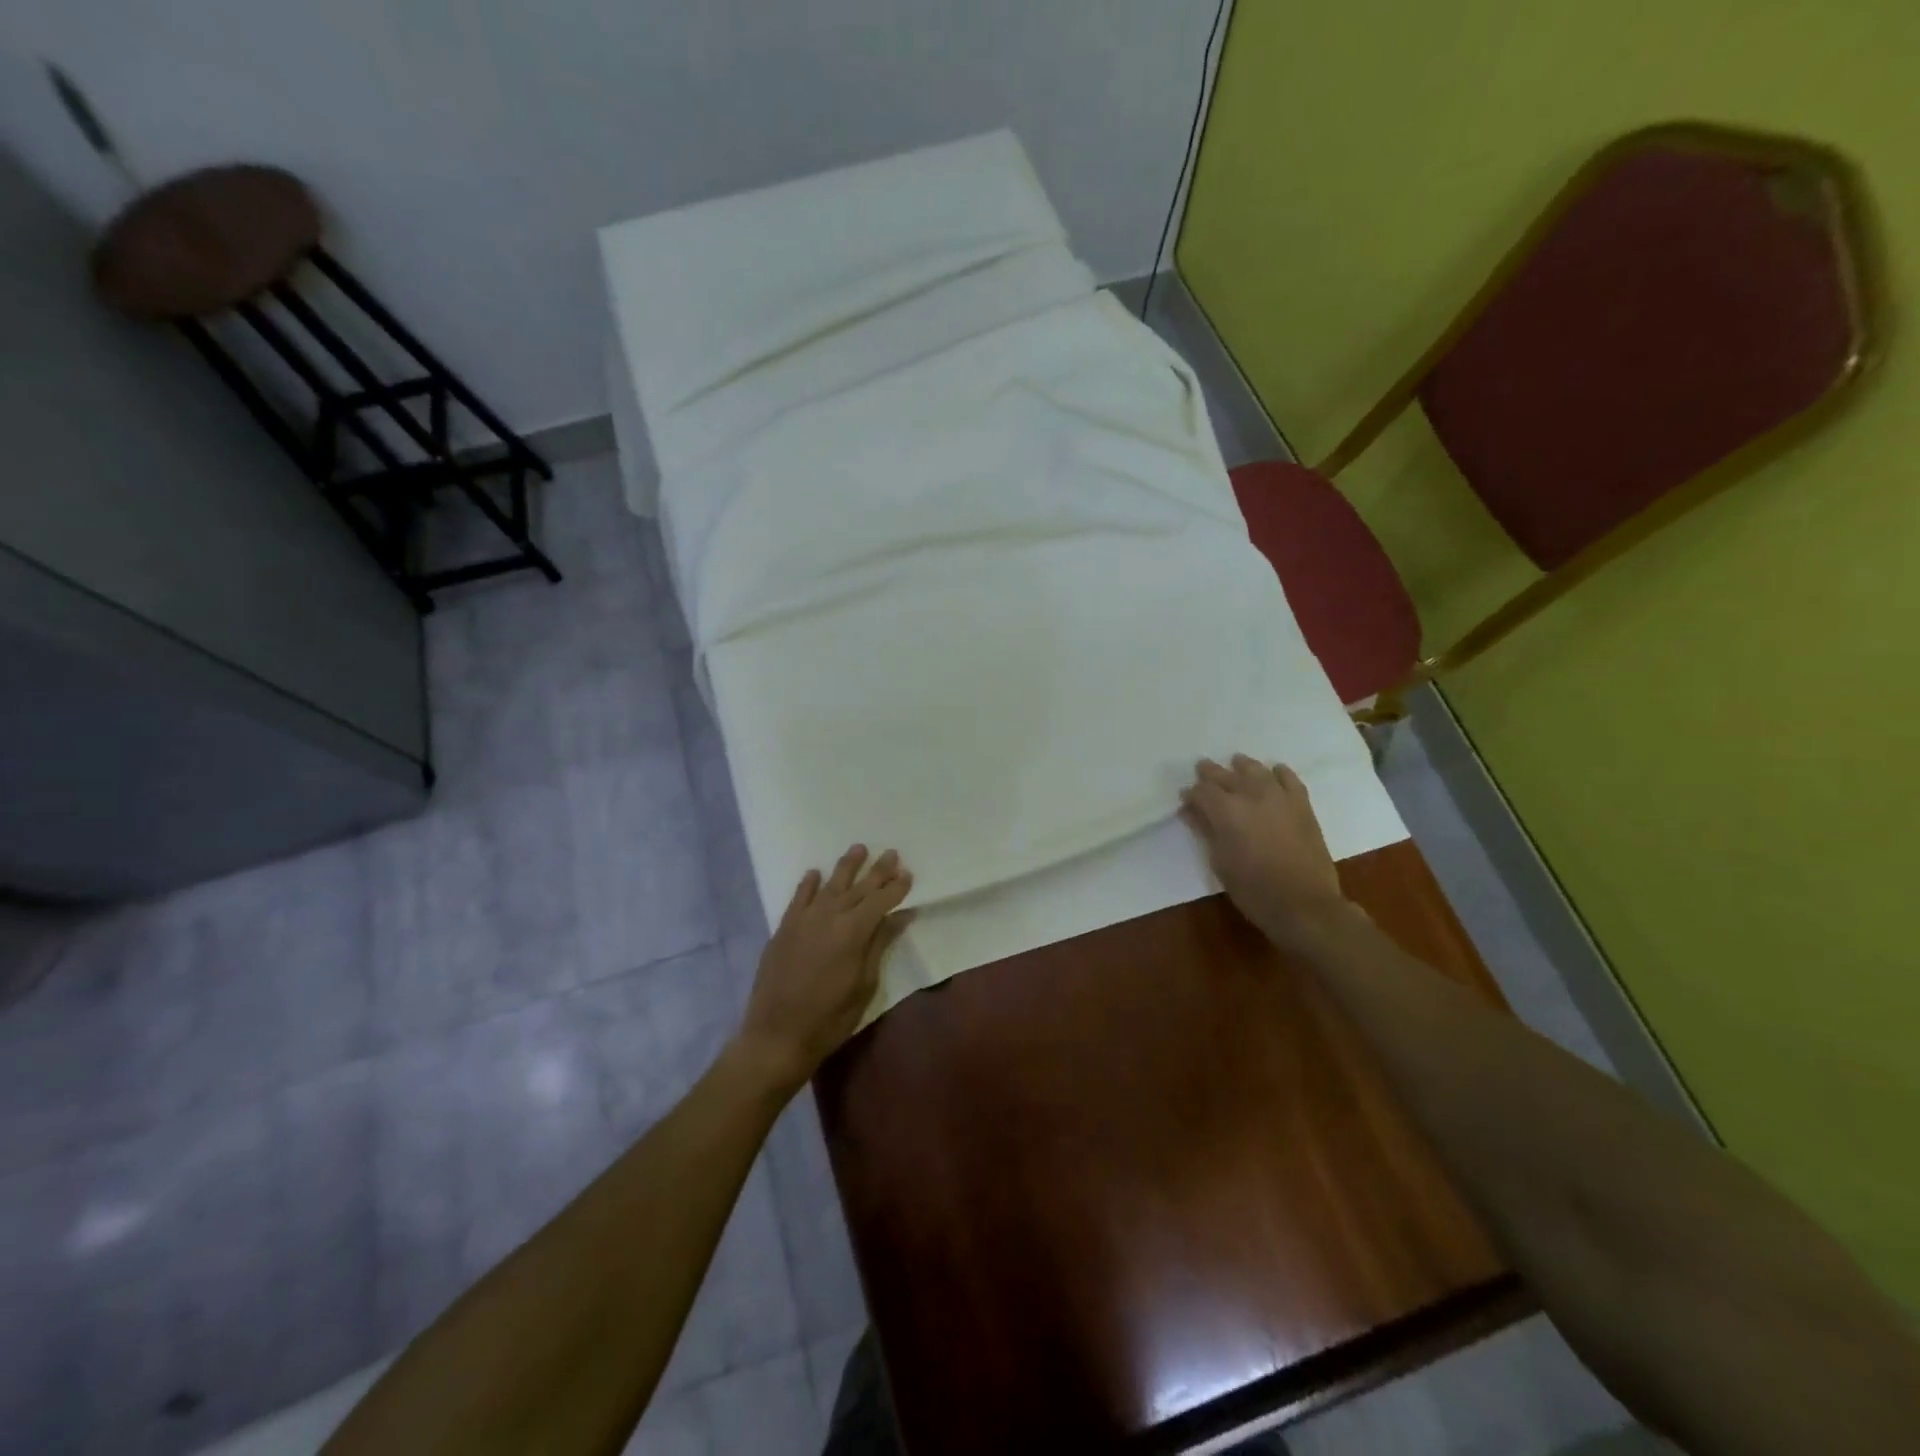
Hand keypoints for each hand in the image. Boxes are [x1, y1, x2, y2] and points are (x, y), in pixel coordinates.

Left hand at [734, 845, 912, 1094]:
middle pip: (858, 887)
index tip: (908, 874)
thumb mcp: (865, 985)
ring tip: (858, 848)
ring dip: (846, 867)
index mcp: (853, 932)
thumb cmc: (830, 1018)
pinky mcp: (784, 929)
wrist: (777, 1035)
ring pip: (829, 885)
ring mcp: (803, 920)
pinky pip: (798, 898)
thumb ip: (879, 944)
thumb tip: (900, 916)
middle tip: (891, 853)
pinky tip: (815, 873)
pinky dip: (808, 884)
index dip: (896, 887)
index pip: (880, 901)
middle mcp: (829, 917)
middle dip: (877, 871)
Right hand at [1181, 756, 1348, 942]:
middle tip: (1202, 769)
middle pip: (1225, 775)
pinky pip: (1289, 779)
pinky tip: (1274, 770)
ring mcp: (1279, 797)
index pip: (1201, 791)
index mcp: (1226, 811)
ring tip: (1236, 763)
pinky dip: (1279, 772)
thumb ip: (1205, 831)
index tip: (1186, 800)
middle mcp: (1251, 796)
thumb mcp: (1219, 863)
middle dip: (1210, 773)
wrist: (1304, 904)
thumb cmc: (1253, 889)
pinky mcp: (1302, 805)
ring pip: (1256, 770)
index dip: (1191, 794)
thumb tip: (1191, 811)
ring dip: (1242, 766)